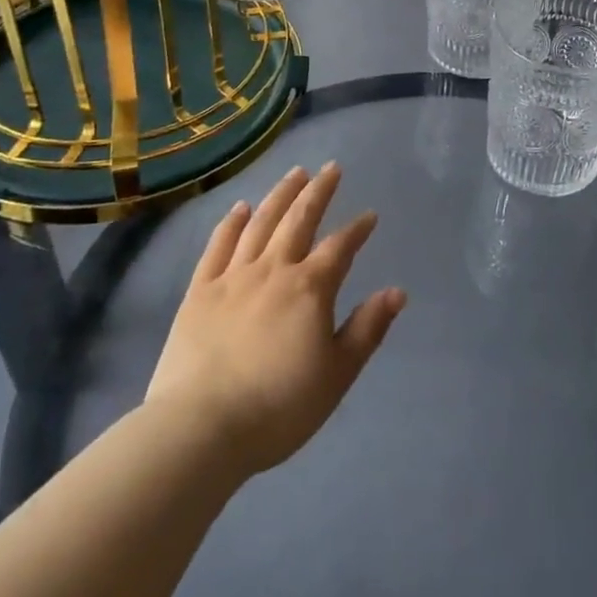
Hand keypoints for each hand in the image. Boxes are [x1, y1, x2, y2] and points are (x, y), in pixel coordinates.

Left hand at [144, 164, 405, 476]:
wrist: (200, 429)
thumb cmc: (278, 407)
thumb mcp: (337, 374)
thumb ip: (367, 329)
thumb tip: (397, 292)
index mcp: (310, 288)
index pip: (340, 247)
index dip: (357, 229)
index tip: (369, 216)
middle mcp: (274, 269)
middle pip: (299, 219)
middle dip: (318, 191)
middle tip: (331, 168)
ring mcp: (233, 277)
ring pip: (261, 223)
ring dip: (280, 195)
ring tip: (295, 173)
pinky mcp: (199, 291)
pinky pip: (218, 246)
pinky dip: (231, 223)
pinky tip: (240, 207)